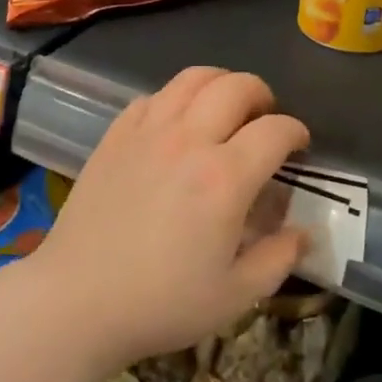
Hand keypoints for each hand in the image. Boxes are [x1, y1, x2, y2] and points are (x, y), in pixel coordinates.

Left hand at [30, 67, 309, 371]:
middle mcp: (189, 140)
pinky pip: (152, 96)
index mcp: (225, 178)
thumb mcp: (234, 296)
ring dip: (220, 83)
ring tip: (226, 105)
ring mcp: (148, 132)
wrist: (76, 300)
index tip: (299, 146)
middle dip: (262, 95)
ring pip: (193, 79)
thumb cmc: (160, 303)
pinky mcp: (116, 135)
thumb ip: (278, 260)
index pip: (275, 130)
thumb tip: (304, 233)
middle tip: (265, 118)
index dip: (296, 132)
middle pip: (236, 87)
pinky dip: (175, 98)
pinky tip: (176, 122)